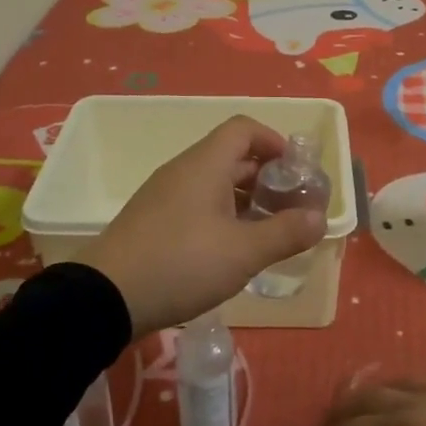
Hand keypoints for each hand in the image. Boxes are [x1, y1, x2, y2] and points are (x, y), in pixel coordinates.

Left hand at [80, 116, 325, 336]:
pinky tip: (231, 249)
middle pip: (231, 155)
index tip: (295, 172)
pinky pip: (196, 202)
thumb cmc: (182, 264)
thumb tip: (320, 219)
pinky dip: (222, 214)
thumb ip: (285, 233)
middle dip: (266, 176)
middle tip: (290, 206)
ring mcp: (165, 194)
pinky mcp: (153, 219)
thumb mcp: (243, 253)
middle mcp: (184, 170)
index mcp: (205, 164)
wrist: (105, 297)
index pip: (244, 128)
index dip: (274, 141)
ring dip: (244, 198)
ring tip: (267, 231)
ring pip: (214, 182)